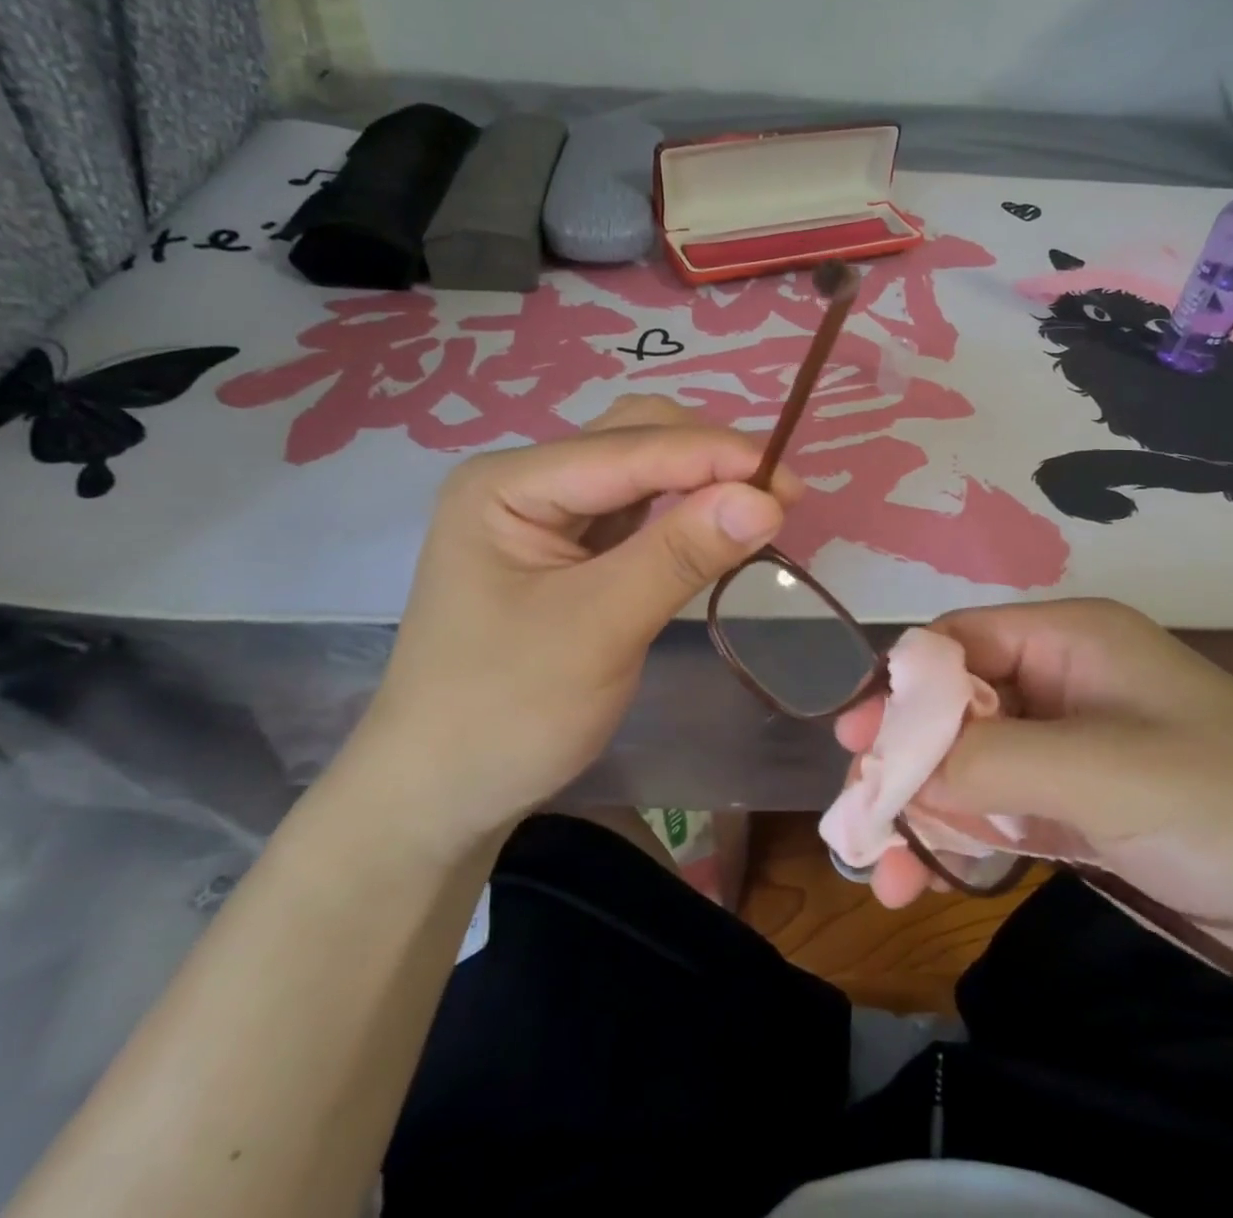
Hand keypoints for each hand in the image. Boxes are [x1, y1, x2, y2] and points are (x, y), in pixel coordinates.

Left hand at [347, 397, 799, 853]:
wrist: (442, 793)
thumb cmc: (506, 712)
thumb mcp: (598, 629)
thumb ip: (680, 555)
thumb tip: (768, 499)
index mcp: (507, 484)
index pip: (627, 448)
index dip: (712, 456)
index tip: (790, 482)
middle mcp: (526, 482)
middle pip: (633, 439)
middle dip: (708, 458)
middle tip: (779, 497)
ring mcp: (547, 514)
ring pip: (642, 471)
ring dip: (702, 481)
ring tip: (762, 508)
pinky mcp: (570, 549)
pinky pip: (639, 512)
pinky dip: (685, 514)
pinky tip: (719, 528)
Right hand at [837, 599, 1232, 933]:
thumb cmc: (1230, 804)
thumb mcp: (1102, 771)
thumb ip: (987, 761)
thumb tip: (888, 765)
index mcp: (1071, 638)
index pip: (959, 643)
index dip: (903, 689)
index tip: (856, 746)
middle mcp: (1061, 682)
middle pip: (954, 708)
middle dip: (904, 762)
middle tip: (859, 821)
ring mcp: (1068, 750)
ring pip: (968, 766)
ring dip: (923, 812)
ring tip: (885, 874)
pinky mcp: (1076, 810)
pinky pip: (997, 811)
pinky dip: (960, 839)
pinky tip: (926, 879)